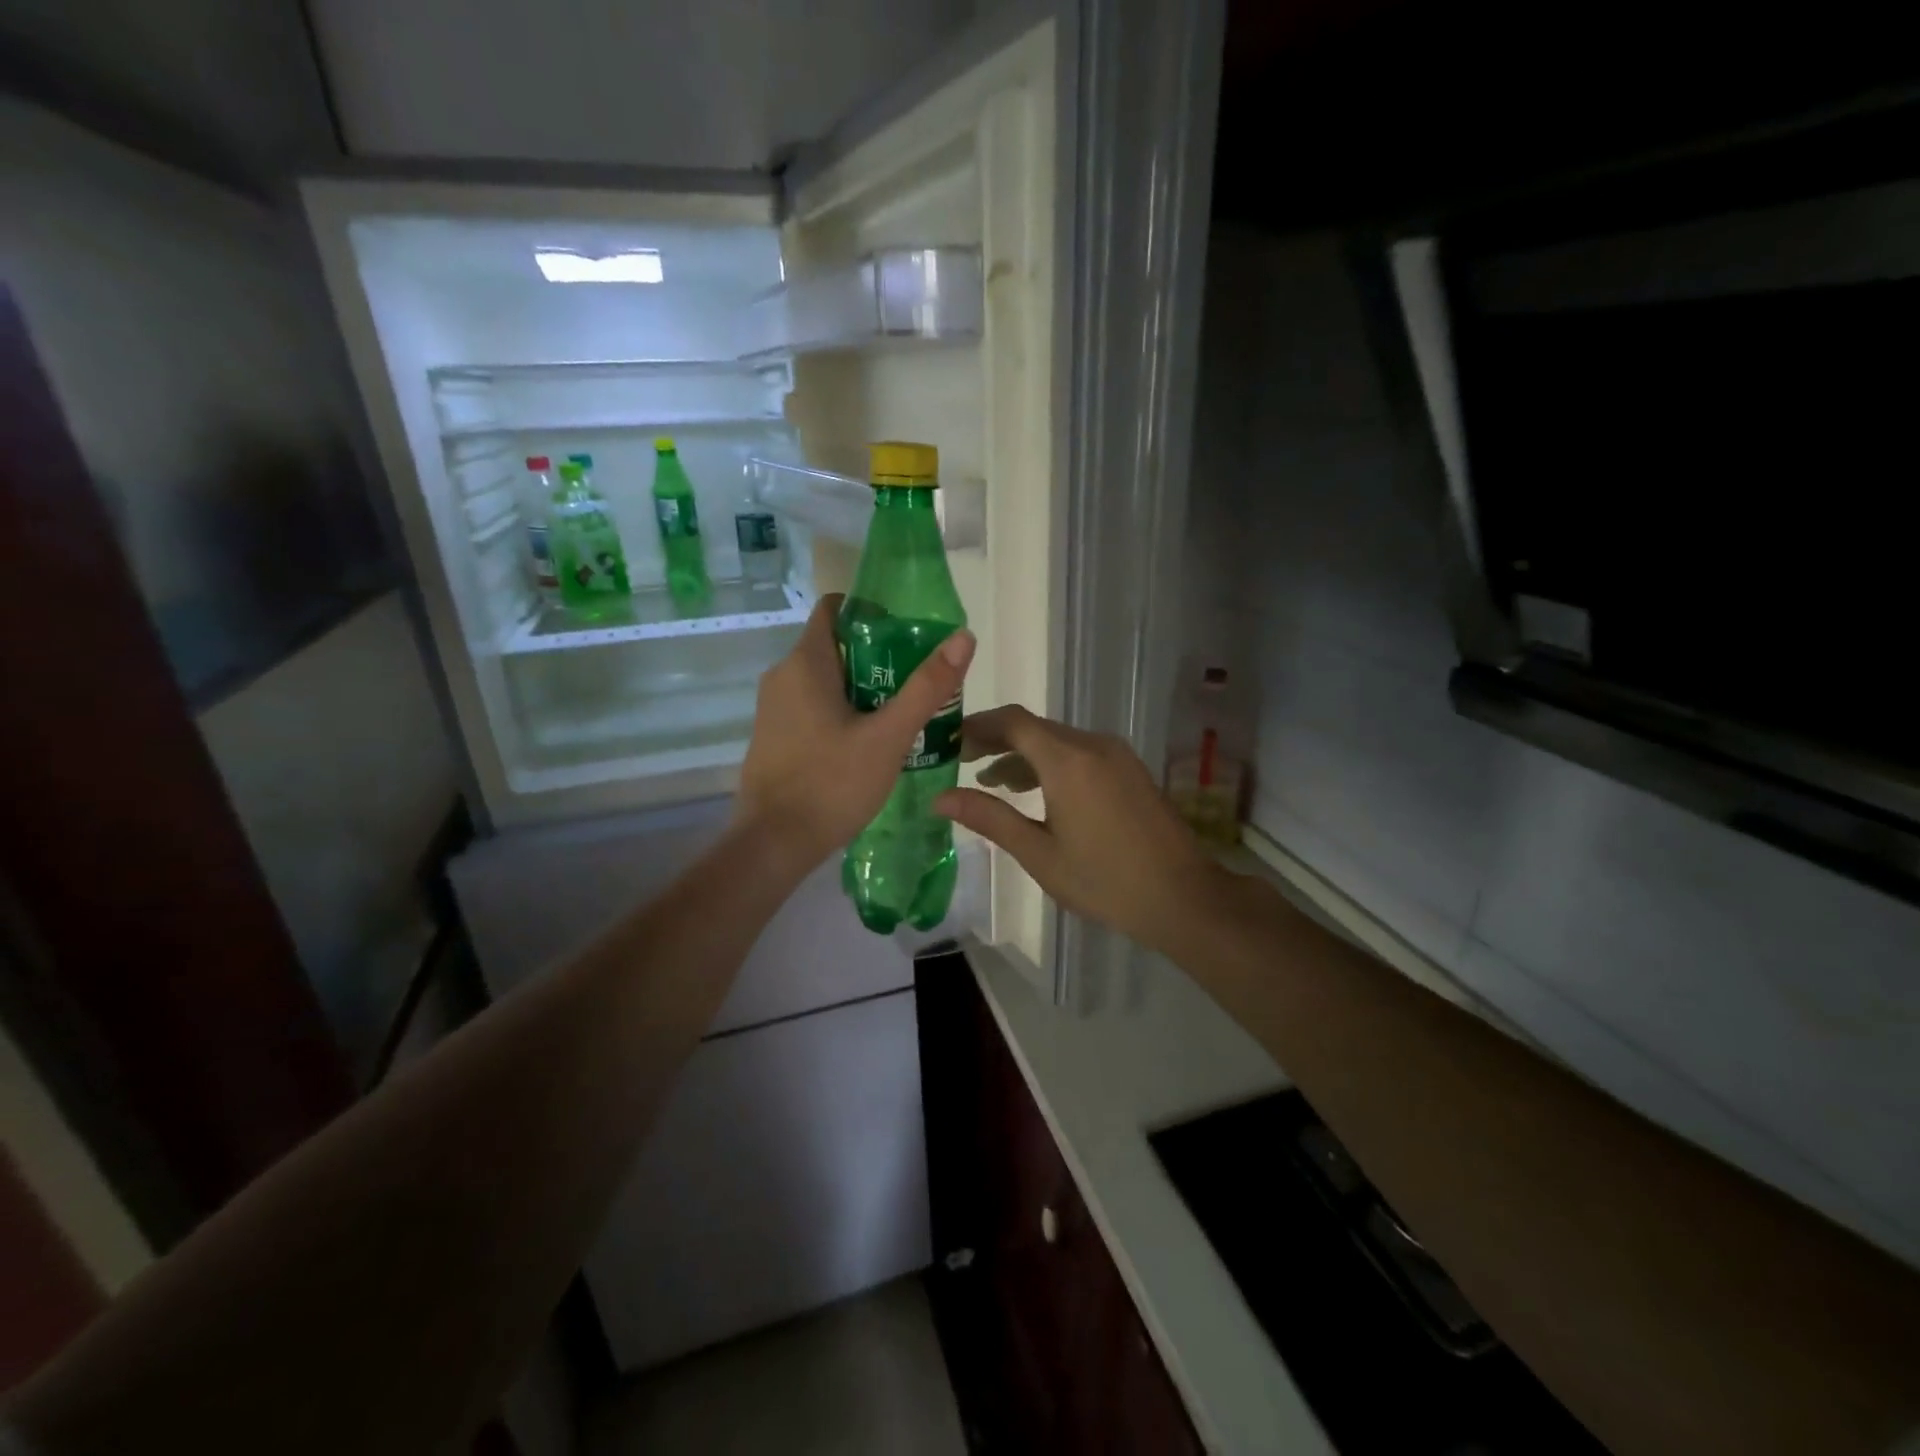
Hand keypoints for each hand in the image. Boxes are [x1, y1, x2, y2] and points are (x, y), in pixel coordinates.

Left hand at [738, 594, 975, 868]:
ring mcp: (773, 708)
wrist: (773, 844)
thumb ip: (926, 686)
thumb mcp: (889, 736)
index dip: (873, 613)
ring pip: (825, 680)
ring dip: (863, 688)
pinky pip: (812, 706)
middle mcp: (782, 675)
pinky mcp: (773, 735)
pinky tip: (868, 743)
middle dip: (878, 657)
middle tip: (915, 683)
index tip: (907, 638)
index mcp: (805, 662)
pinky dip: (842, 711)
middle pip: (836, 645)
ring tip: (900, 716)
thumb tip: (964, 637)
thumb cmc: (832, 784)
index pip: (835, 608)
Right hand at [934, 706, 1219, 954]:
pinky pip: (1079, 752)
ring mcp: (1116, 754)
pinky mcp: (1129, 768)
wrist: (1182, 897)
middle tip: (961, 762)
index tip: (948, 742)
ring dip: (1023, 754)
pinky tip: (1035, 791)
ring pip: (1057, 740)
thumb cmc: (1104, 881)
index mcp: (1067, 760)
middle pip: (1034, 727)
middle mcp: (1092, 744)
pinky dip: (1050, 763)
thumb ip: (990, 818)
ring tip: (991, 782)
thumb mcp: (1038, 853)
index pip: (1012, 722)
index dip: (977, 726)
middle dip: (995, 740)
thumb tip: (940, 799)